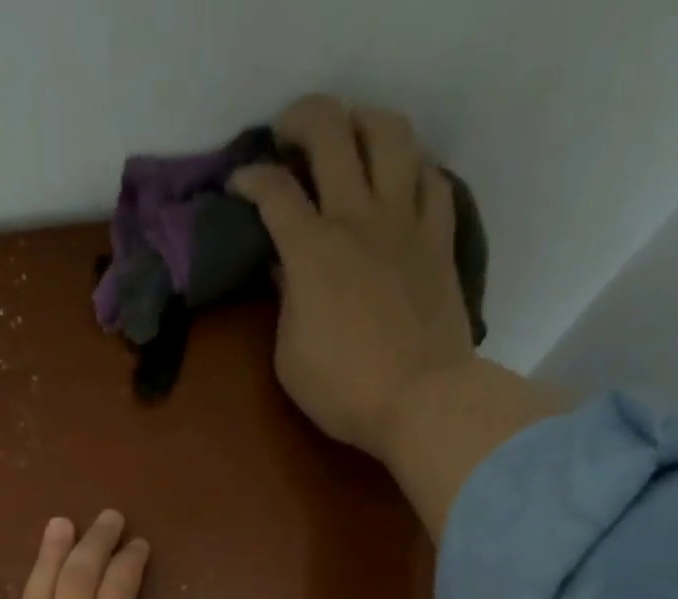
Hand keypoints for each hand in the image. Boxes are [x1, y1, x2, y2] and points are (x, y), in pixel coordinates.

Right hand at [231, 95, 476, 461]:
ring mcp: (405, 222)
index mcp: (312, 250)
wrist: (420, 399)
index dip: (249, 178)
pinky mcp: (439, 239)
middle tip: (288, 136)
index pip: (273, 191)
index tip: (239, 185)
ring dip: (365, 123)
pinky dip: (414, 170)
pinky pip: (433, 180)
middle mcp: (358, 218)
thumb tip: (286, 268)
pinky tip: (402, 182)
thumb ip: (285, 302)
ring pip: (391, 134)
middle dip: (302, 121)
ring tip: (352, 139)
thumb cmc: (343, 390)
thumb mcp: (290, 356)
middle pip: (331, 132)